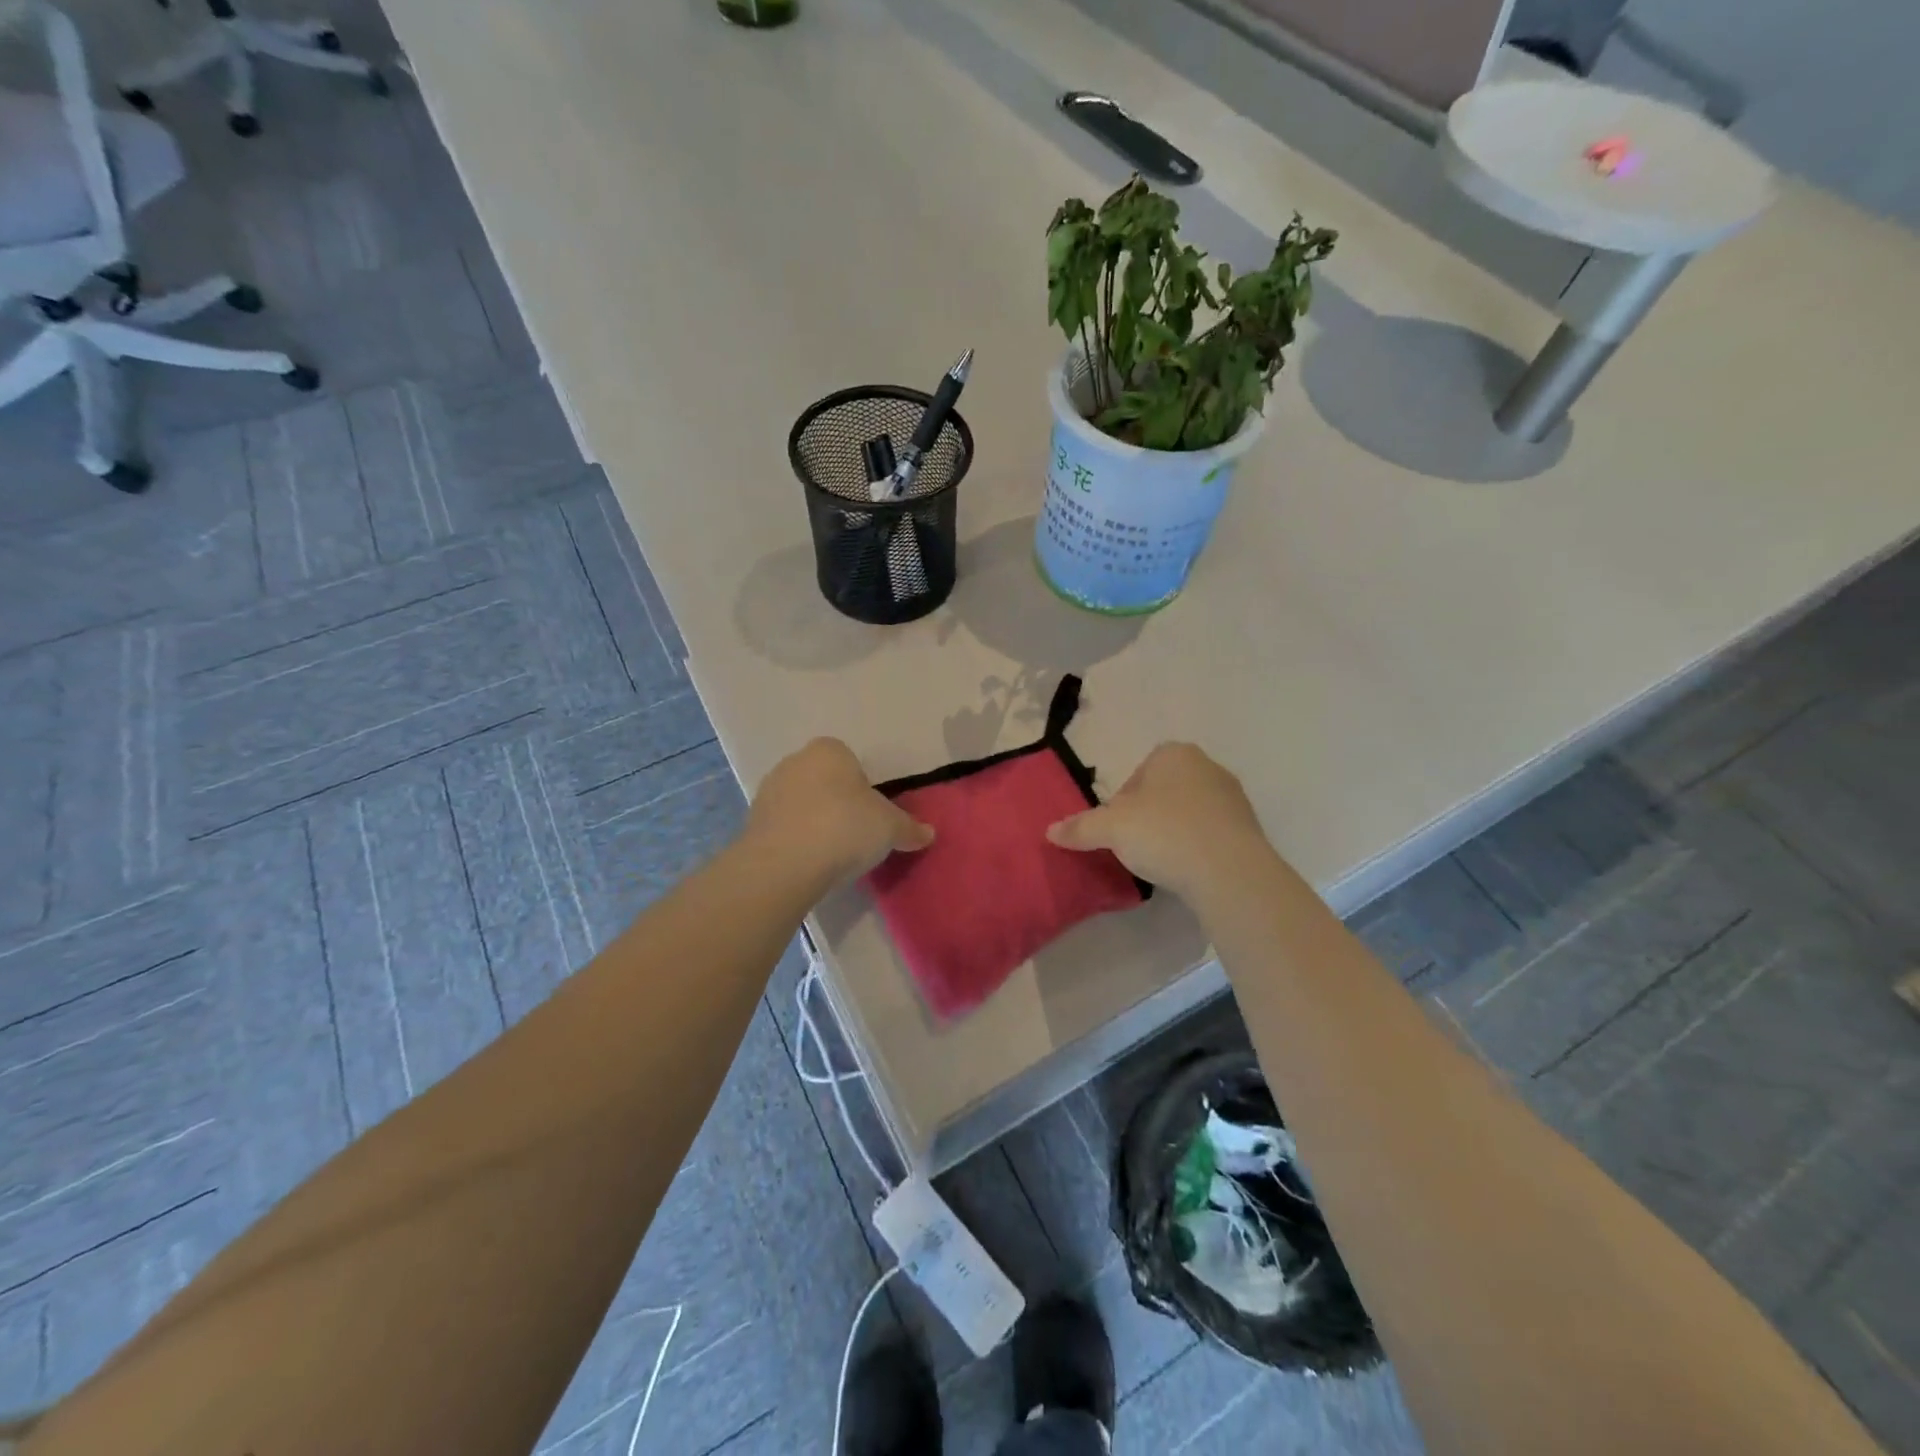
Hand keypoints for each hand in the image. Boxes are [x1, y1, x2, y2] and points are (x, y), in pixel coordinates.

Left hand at [747, 738, 932, 884]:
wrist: (785, 863)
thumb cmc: (845, 828)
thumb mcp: (890, 828)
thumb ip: (910, 828)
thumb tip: (928, 833)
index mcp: (829, 750)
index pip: (850, 762)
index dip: (864, 789)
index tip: (871, 816)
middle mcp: (795, 761)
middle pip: (824, 781)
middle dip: (837, 803)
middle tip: (854, 835)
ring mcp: (768, 791)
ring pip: (801, 803)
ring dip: (814, 822)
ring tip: (831, 854)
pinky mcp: (751, 822)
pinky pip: (783, 827)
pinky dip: (795, 840)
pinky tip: (808, 863)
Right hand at [1047, 742, 1271, 901]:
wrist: (1230, 872)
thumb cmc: (1165, 834)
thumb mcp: (1111, 829)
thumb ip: (1080, 827)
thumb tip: (1050, 831)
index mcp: (1174, 754)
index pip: (1137, 774)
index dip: (1121, 803)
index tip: (1116, 829)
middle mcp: (1208, 767)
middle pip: (1162, 792)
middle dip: (1147, 816)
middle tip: (1134, 846)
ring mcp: (1233, 798)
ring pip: (1188, 812)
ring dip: (1172, 832)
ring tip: (1160, 862)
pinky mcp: (1249, 830)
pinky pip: (1210, 834)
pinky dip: (1195, 848)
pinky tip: (1186, 870)